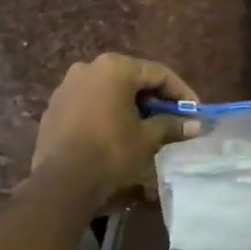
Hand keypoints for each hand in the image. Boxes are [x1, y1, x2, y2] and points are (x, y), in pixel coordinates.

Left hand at [32, 54, 196, 209]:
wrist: (63, 181)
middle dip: (154, 98)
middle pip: (131, 78)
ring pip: (107, 90)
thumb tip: (195, 125)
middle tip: (172, 118)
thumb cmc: (111, 152)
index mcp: (114, 68)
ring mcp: (67, 86)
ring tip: (144, 126)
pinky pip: (88, 103)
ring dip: (128, 104)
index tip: (195, 111)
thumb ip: (171, 125)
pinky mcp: (54, 107)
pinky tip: (115, 132)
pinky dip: (106, 112)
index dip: (180, 92)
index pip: (158, 73)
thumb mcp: (147, 138)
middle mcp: (88, 68)